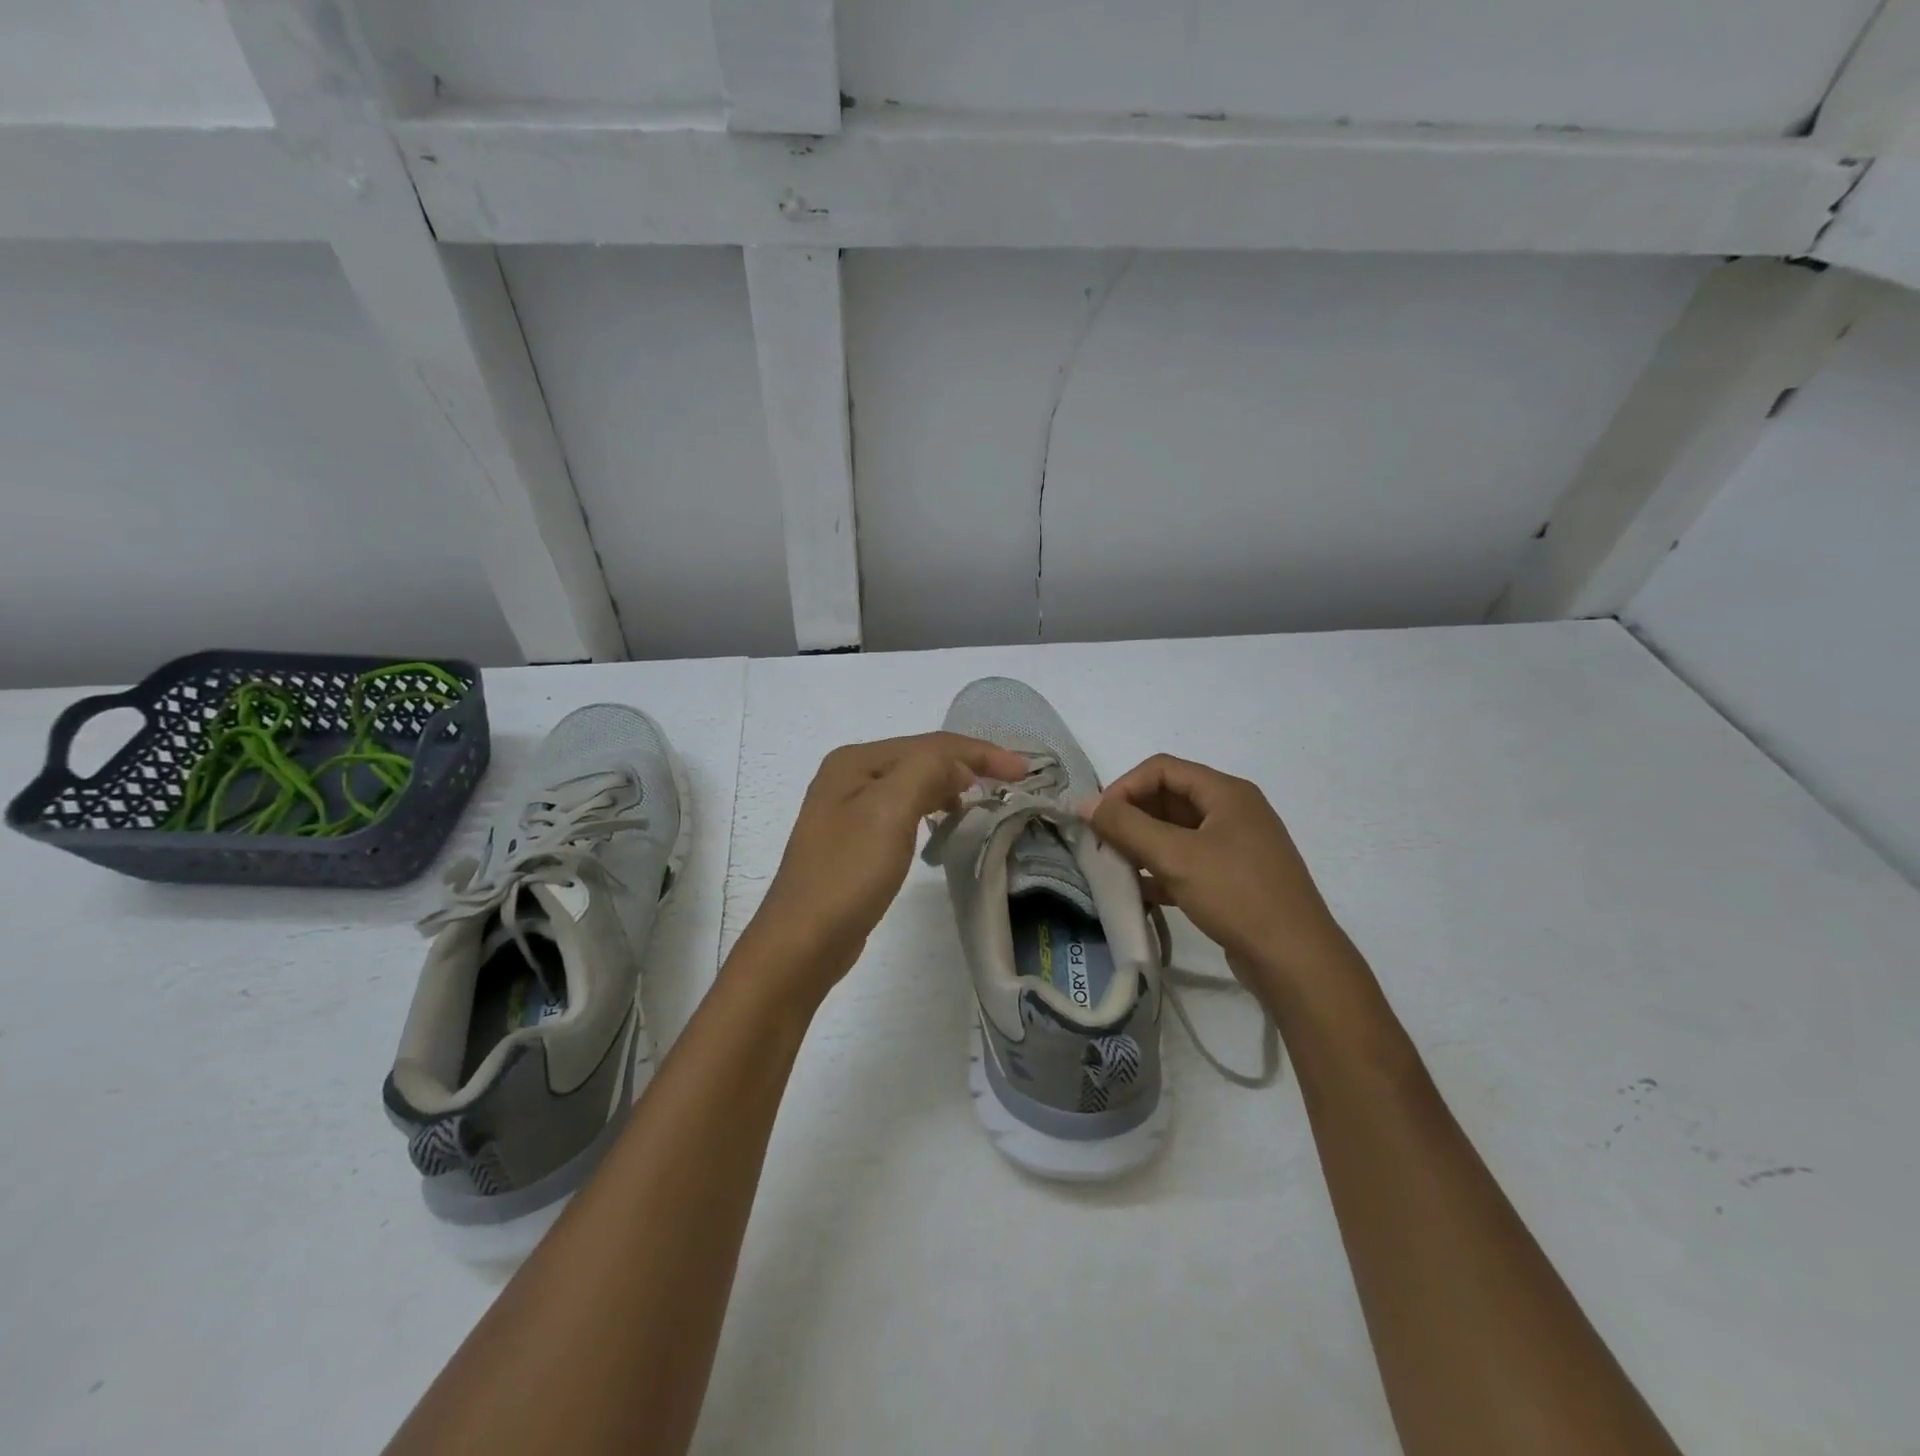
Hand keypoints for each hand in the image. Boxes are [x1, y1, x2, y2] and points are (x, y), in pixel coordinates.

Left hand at [737, 733, 1028, 1002]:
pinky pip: (904, 811)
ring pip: (913, 784)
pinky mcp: (855, 840)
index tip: (1023, 771)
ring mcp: (849, 809)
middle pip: (921, 758)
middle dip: (967, 765)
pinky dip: (931, 808)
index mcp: (855, 761)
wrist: (802, 942)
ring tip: (983, 800)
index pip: (930, 744)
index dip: (979, 752)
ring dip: (950, 786)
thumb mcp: (890, 811)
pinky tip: (944, 822)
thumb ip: (927, 770)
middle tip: (1011, 784)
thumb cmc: (848, 873)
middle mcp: (849, 776)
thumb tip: (959, 765)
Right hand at [1087, 754, 1360, 1001]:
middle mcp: (1233, 811)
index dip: (1125, 787)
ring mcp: (1236, 846)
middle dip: (1131, 817)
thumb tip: (1084, 803)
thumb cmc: (1236, 895)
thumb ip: (1126, 826)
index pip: (1162, 768)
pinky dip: (1161, 870)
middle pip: (1169, 798)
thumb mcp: (1175, 856)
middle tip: (1101, 844)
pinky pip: (1188, 862)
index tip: (1098, 818)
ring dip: (1143, 845)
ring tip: (1114, 867)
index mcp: (1226, 793)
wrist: (1295, 960)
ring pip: (1176, 833)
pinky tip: (1139, 892)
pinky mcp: (1234, 879)